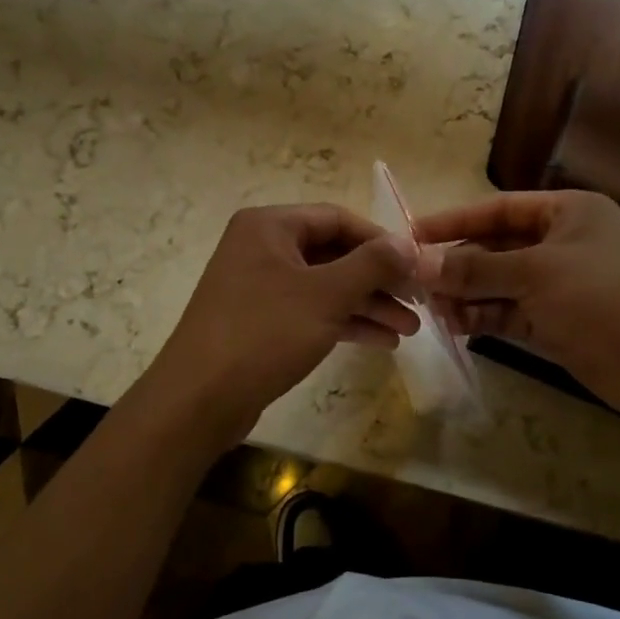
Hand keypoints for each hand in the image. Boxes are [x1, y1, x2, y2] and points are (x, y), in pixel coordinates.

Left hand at [142, 204, 419, 443]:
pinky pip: (312, 311)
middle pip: (335, 254)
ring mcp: (260, 287)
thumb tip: (409, 244)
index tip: (417, 266)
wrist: (200, 399)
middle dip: (379, 280)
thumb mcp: (326, 295)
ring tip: (410, 329)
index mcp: (270, 226)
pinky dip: (345, 323)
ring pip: (326, 287)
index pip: (338, 219)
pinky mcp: (262, 322)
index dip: (382, 241)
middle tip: (420, 302)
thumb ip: (371, 264)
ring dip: (368, 305)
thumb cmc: (264, 333)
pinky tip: (382, 341)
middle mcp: (263, 248)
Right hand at [413, 190, 619, 422]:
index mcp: (567, 213)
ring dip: (466, 294)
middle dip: (458, 264)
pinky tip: (455, 325)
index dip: (455, 220)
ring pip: (499, 284)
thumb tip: (421, 263)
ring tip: (432, 308)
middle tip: (416, 281)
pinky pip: (510, 313)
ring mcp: (559, 286)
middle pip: (496, 248)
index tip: (413, 233)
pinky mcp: (556, 323)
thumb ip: (477, 268)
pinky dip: (483, 317)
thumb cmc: (604, 296)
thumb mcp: (537, 273)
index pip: (499, 209)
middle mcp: (561, 244)